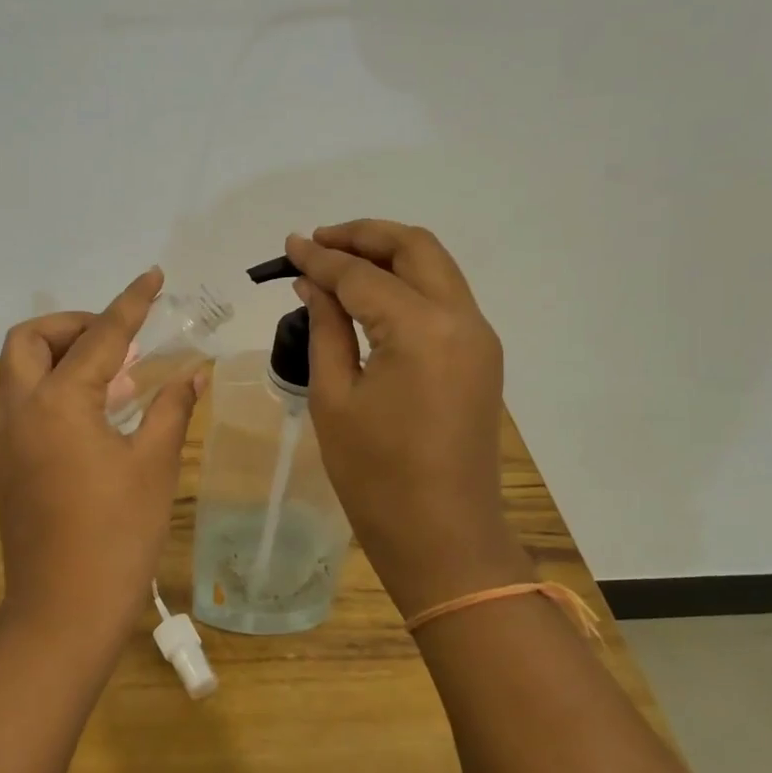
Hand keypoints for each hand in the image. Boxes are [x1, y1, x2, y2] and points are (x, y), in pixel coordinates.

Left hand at [0, 269, 204, 653]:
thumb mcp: (153, 466)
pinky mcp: (6, 463)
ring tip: (106, 372)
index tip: (152, 276)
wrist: (63, 610)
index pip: (100, 336)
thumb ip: (169, 410)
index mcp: (59, 402)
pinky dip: (46, 387)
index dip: (130, 302)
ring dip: (53, 355)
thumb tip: (192, 374)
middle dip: (71, 324)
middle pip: (29, 340)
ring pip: (15, 370)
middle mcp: (21, 409)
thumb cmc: (117, 536)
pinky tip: (89, 411)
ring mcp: (6, 438)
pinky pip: (16, 402)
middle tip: (114, 339)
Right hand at [286, 221, 531, 619]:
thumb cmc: (376, 476)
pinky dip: (408, 283)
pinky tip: (372, 296)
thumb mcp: (335, 398)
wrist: (443, 536)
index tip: (289, 245)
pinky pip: (445, 298)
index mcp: (422, 329)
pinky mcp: (481, 357)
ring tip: (340, 261)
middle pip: (415, 248)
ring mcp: (479, 337)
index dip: (322, 257)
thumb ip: (327, 329)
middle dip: (365, 236)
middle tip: (319, 241)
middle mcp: (462, 319)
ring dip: (390, 255)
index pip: (363, 275)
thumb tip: (313, 284)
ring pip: (436, 268)